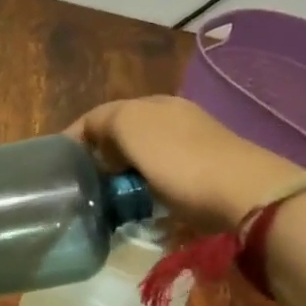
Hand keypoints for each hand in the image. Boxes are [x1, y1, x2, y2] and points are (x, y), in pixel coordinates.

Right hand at [67, 95, 305, 227]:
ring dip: (124, 172)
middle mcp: (172, 116)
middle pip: (124, 133)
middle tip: (83, 183)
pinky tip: (144, 201)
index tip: (59, 166)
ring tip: (109, 196)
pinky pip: (163, 175)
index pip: (100, 115)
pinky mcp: (207, 171)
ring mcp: (193, 143)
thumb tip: (98, 142)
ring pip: (143, 155)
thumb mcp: (132, 129)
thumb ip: (105, 124)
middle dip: (101, 155)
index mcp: (151, 104)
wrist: (246, 195)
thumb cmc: (181, 162)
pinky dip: (147, 185)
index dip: (76, 137)